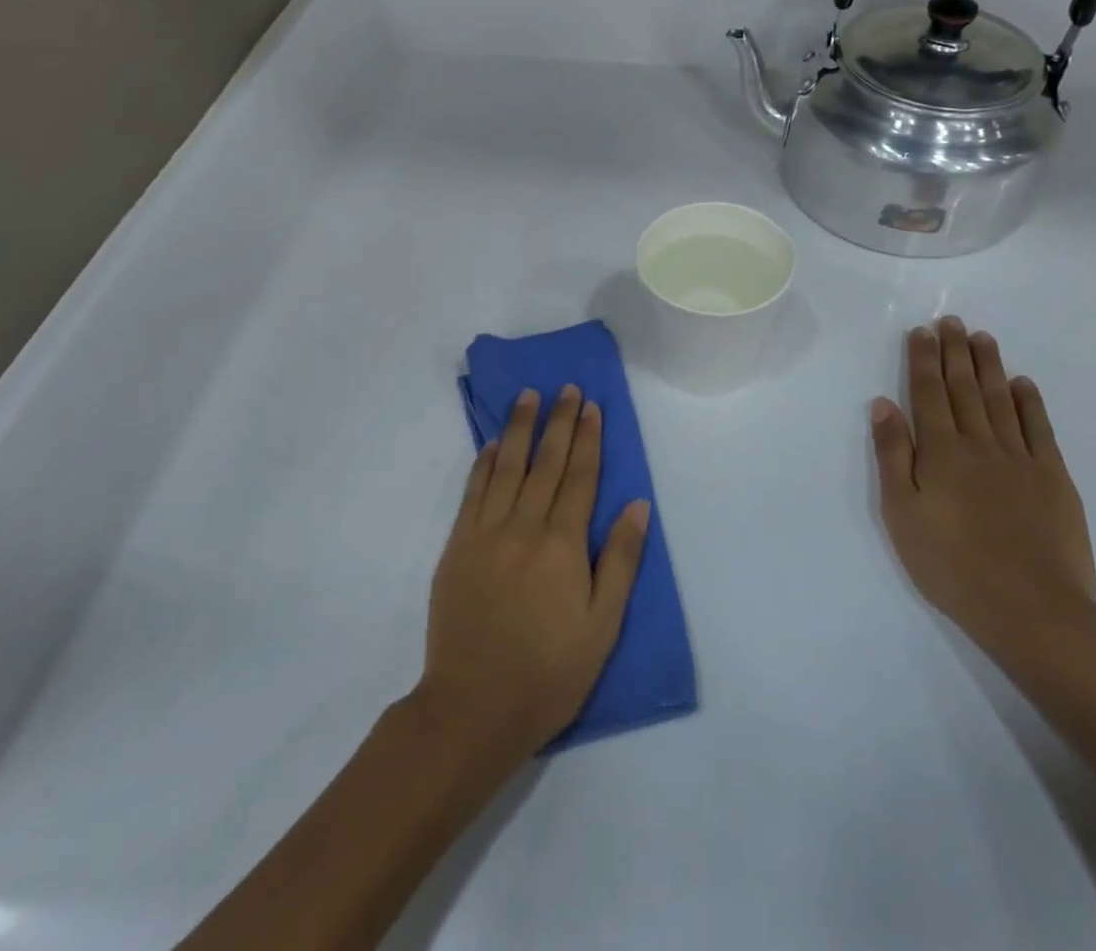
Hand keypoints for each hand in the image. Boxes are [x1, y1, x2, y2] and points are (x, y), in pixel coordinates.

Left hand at [419, 385, 650, 764]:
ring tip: (528, 396)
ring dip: (519, 428)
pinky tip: (491, 444)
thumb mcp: (601, 627)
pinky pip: (473, 492)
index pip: (580, 478)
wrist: (473, 707)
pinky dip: (483, 463)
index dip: (588, 440)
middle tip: (567, 388)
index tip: (592, 407)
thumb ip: (619, 561)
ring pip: (507, 467)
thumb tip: (638, 505)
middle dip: (559, 422)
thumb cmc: (548, 673)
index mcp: (562, 545)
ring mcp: (486, 532)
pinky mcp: (457, 546)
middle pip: (546, 463)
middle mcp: (524, 526)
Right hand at [872, 317, 1095, 670]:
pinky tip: (1023, 384)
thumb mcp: (901, 513)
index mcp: (940, 452)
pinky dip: (1030, 403)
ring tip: (983, 338)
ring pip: (1001, 401)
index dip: (923, 360)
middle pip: (964, 388)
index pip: (927, 393)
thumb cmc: (952, 564)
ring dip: (989, 367)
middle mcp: (979, 444)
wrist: (1033, 610)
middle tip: (953, 321)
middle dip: (955, 352)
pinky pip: (1040, 430)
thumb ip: (892, 455)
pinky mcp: (1054, 480)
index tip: (922, 331)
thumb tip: (883, 404)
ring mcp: (1021, 460)